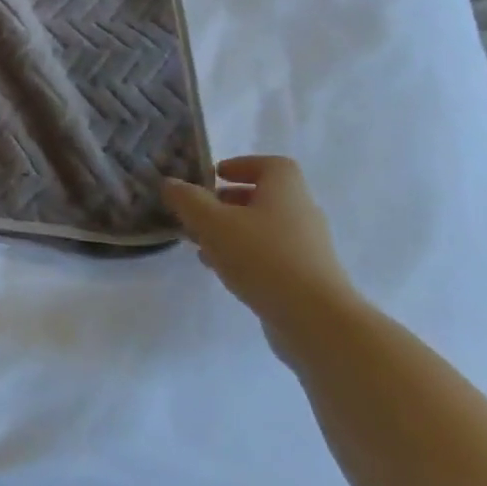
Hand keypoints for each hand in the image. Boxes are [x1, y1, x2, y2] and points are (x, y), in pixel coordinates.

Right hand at [161, 157, 363, 348]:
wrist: (316, 320)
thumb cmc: (263, 257)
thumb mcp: (212, 223)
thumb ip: (188, 200)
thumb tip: (170, 183)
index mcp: (285, 189)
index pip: (269, 165)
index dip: (241, 166)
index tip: (215, 176)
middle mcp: (301, 212)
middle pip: (264, 197)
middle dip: (228, 202)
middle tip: (199, 211)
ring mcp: (307, 247)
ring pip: (264, 228)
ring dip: (232, 231)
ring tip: (201, 244)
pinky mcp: (307, 277)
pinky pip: (271, 256)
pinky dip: (245, 256)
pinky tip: (221, 270)